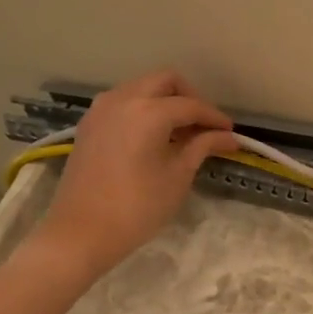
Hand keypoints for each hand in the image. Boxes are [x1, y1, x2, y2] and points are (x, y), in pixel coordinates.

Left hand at [31, 69, 239, 279]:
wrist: (82, 232)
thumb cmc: (138, 206)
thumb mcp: (178, 175)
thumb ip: (202, 147)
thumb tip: (228, 137)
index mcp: (149, 111)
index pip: (191, 105)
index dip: (215, 118)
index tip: (231, 134)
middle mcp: (123, 99)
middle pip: (165, 81)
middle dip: (190, 98)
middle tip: (205, 126)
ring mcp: (101, 109)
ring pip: (141, 88)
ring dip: (165, 102)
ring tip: (182, 133)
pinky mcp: (90, 124)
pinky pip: (124, 103)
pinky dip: (144, 110)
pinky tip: (155, 137)